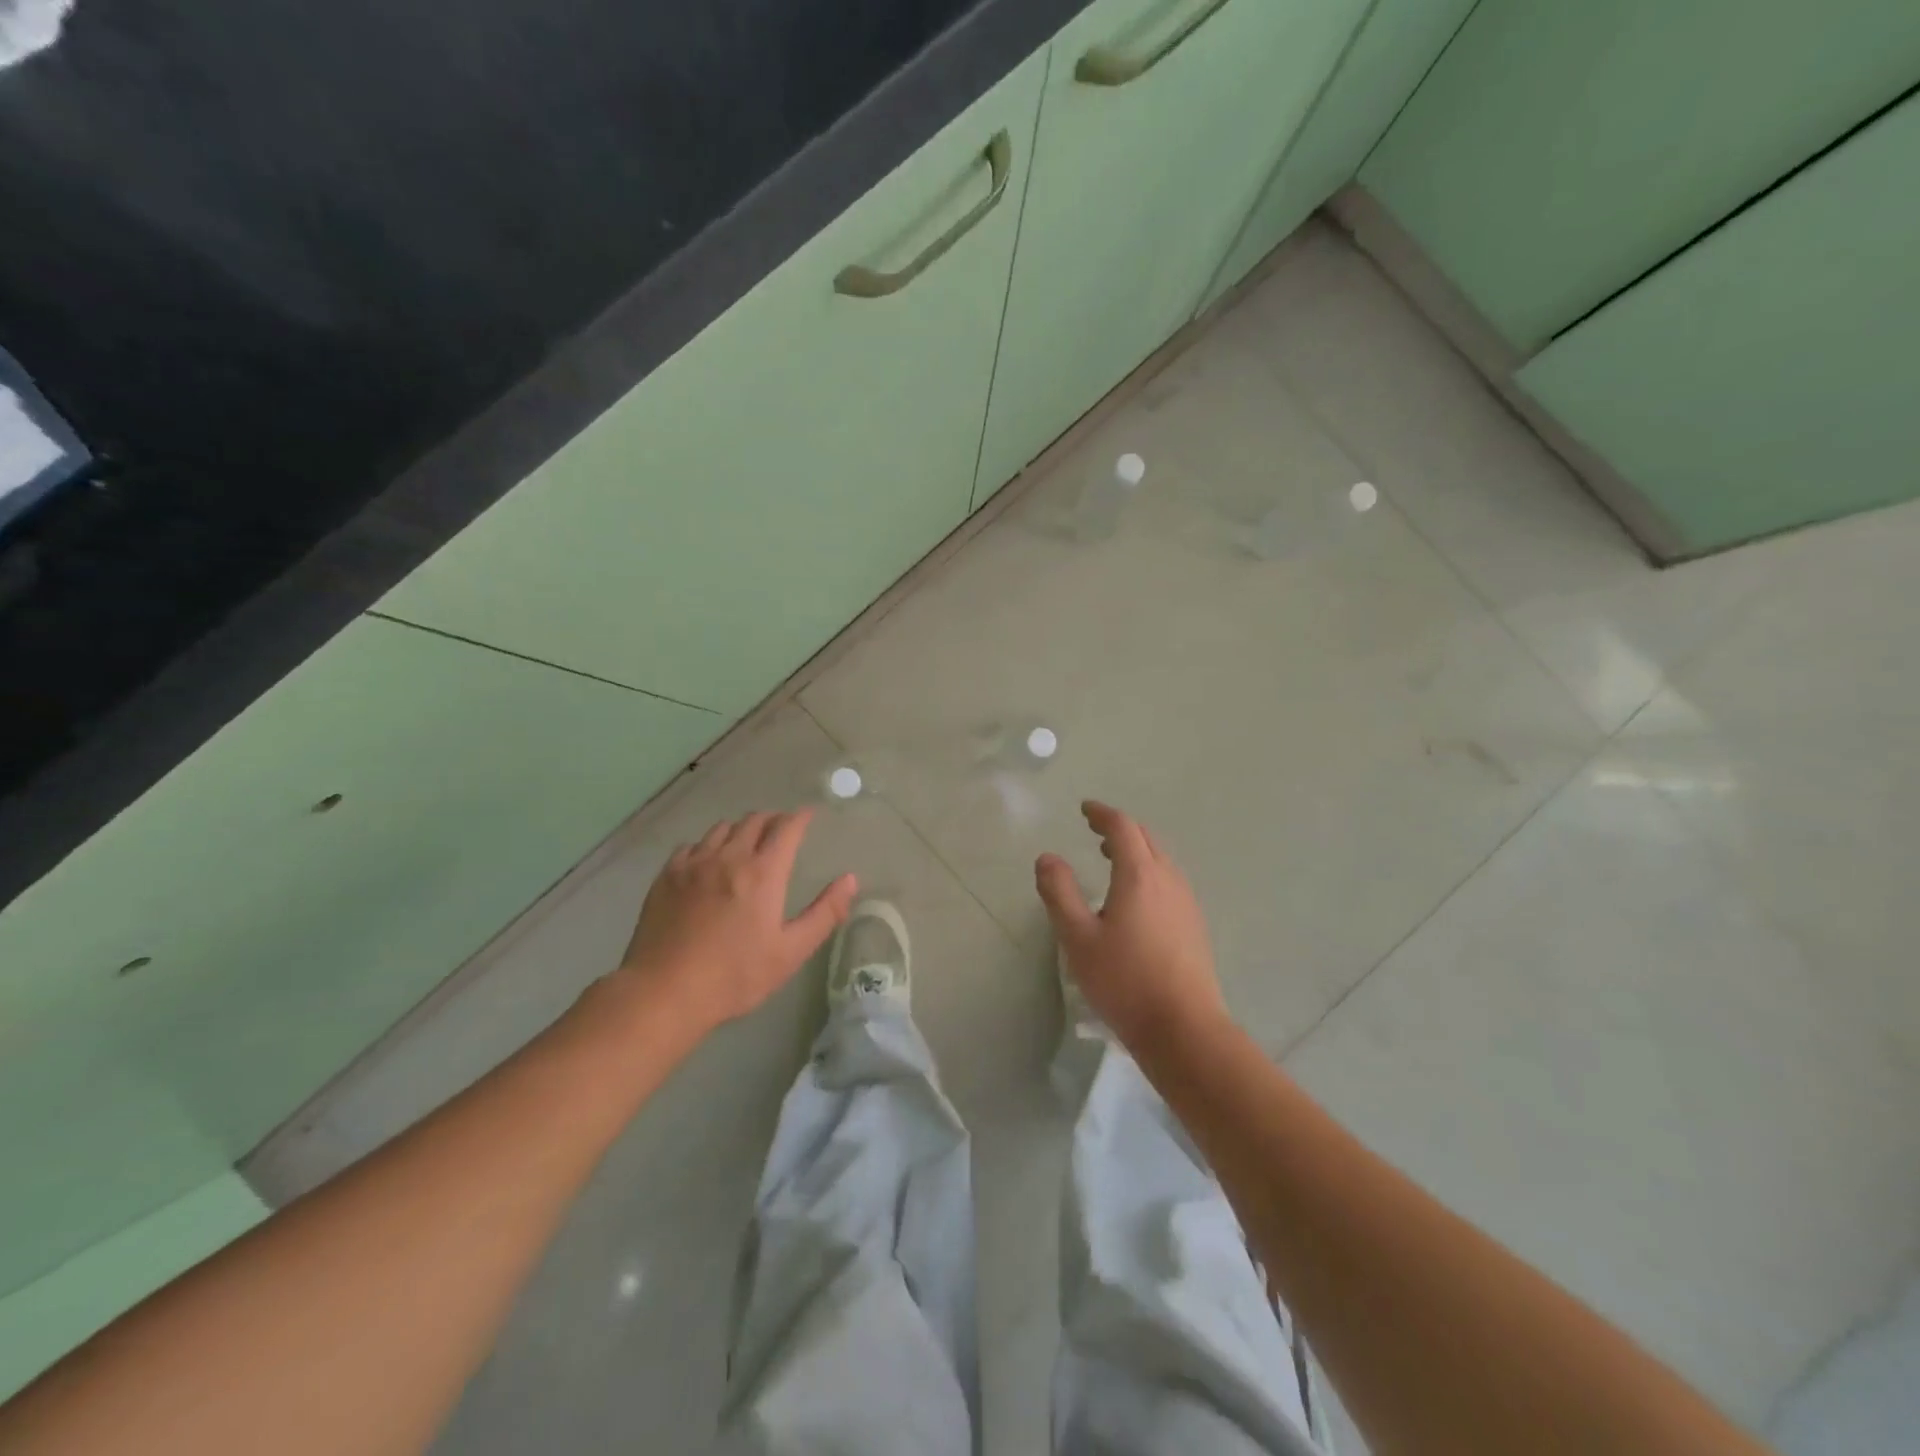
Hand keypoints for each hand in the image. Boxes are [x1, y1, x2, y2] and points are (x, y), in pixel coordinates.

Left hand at [618, 810, 856, 1038]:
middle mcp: (729, 857)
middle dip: (773, 820)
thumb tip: (850, 879)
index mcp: (763, 873)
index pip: (786, 828)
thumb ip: (825, 913)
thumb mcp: (790, 951)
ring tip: (746, 843)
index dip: (801, 818)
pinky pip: (692, 845)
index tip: (809, 816)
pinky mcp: (667, 876)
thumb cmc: (735, 976)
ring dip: (741, 829)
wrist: (664, 992)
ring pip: (722, 828)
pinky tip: (708, 862)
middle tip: (782, 830)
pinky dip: (708, 845)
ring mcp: (694, 864)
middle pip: (754, 821)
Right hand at [1035, 801, 1228, 1054]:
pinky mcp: (1195, 924)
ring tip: (1112, 859)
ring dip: (1136, 849)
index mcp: (1139, 875)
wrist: (1184, 1028)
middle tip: (1095, 831)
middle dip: (1120, 828)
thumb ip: (1059, 893)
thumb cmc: (1124, 980)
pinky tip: (1137, 897)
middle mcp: (1168, 879)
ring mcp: (1186, 901)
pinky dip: (1149, 870)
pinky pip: (1170, 880)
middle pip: (1146, 838)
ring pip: (1161, 859)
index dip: (1102, 814)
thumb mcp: (1078, 938)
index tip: (1084, 810)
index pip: (1122, 827)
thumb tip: (1047, 858)